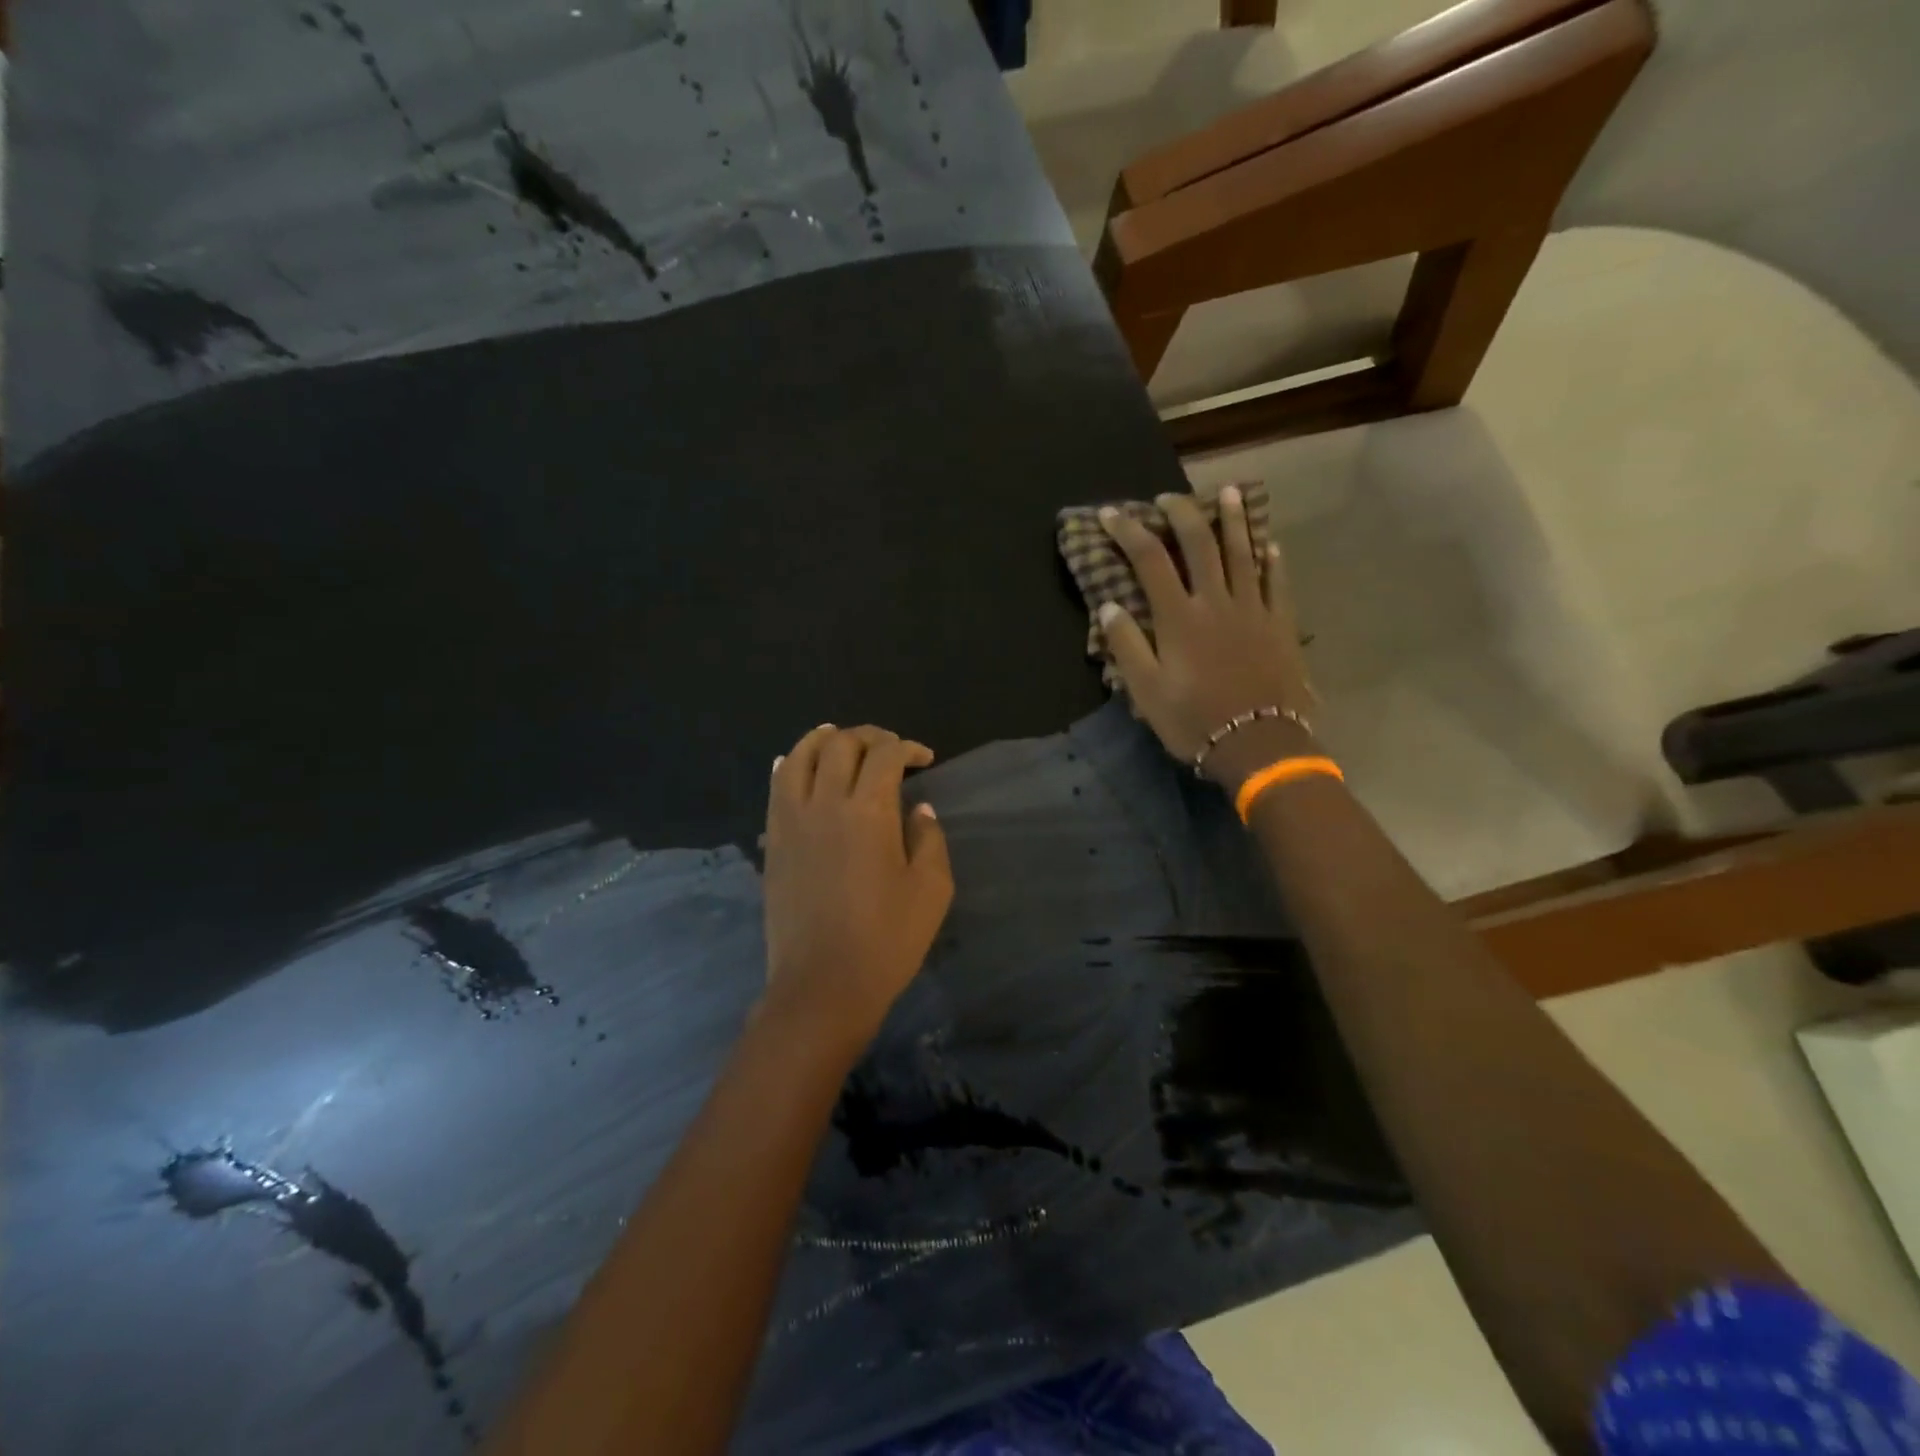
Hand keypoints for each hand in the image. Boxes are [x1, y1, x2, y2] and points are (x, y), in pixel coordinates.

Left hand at [760, 724, 953, 1052]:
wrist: (822, 986)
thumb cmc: (887, 941)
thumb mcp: (932, 890)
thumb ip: (929, 840)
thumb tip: (919, 810)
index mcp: (869, 812)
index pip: (885, 755)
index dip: (907, 747)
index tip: (924, 759)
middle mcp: (825, 803)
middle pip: (842, 745)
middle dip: (870, 736)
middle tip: (889, 749)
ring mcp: (791, 820)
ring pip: (800, 756)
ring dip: (823, 739)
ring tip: (839, 738)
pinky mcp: (773, 841)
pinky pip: (775, 787)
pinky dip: (788, 765)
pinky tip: (794, 763)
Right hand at [1098, 485, 1318, 792]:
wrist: (1258, 744)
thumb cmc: (1194, 720)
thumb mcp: (1146, 691)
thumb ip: (1127, 646)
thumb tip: (1109, 605)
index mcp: (1180, 617)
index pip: (1150, 560)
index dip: (1129, 532)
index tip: (1112, 514)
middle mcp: (1216, 602)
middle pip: (1200, 543)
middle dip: (1181, 514)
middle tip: (1168, 499)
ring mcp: (1253, 609)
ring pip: (1243, 552)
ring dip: (1233, 519)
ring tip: (1226, 492)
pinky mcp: (1280, 624)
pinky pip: (1276, 582)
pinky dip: (1270, 560)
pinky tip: (1268, 545)